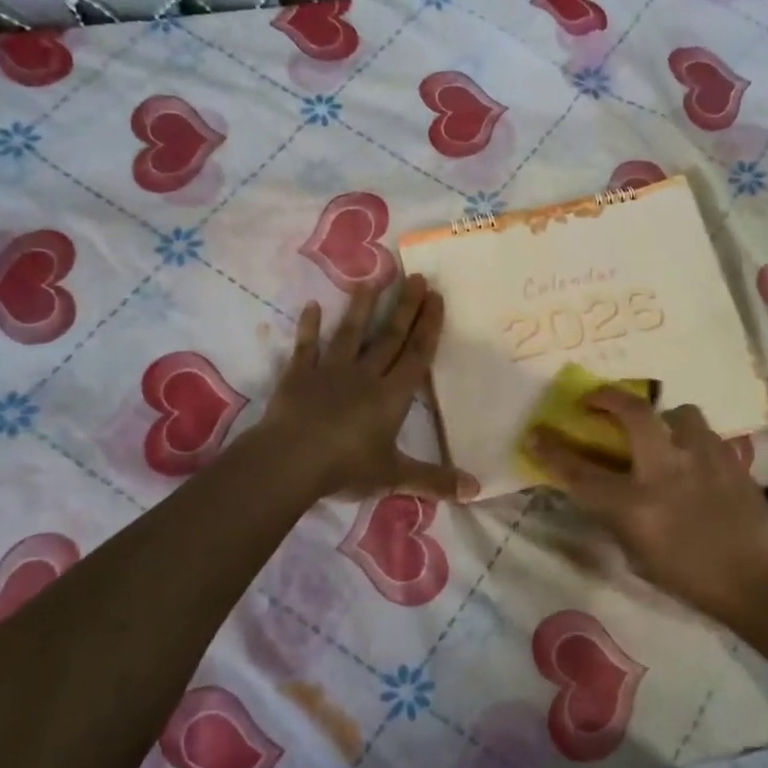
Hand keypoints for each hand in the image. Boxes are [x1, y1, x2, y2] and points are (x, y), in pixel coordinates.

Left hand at [258, 275, 476, 502]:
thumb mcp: (394, 477)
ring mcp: (330, 371)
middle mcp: (365, 376)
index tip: (437, 297)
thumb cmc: (347, 467)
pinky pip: (306, 347)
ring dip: (362, 306)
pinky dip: (308, 327)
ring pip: (351, 333)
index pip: (416, 355)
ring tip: (373, 279)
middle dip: (406, 307)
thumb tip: (476, 490)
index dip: (428, 326)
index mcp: (391, 397)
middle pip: (389, 337)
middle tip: (418, 277)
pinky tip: (310, 305)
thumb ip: (434, 480)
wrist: (291, 461)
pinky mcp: (299, 375)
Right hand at [529, 390, 767, 624]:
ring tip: (662, 433)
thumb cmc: (691, 580)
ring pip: (678, 412)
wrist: (761, 582)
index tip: (536, 432)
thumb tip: (604, 492)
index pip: (581, 472)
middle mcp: (665, 471)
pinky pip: (704, 432)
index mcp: (635, 505)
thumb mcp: (638, 557)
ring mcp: (702, 458)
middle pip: (632, 413)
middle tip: (595, 399)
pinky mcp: (730, 458)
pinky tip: (693, 457)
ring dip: (663, 417)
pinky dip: (690, 437)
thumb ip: (617, 518)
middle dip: (608, 397)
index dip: (552, 450)